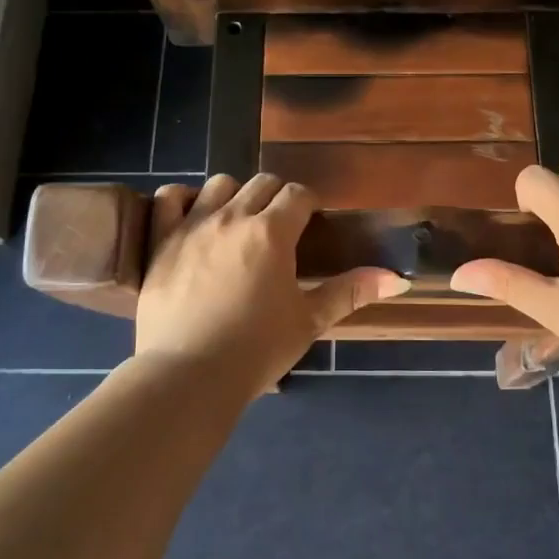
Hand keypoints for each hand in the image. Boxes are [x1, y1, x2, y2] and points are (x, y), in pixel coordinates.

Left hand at [135, 174, 408, 395]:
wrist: (189, 376)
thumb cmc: (256, 350)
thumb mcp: (309, 321)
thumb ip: (351, 291)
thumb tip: (398, 278)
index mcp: (272, 232)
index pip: (298, 193)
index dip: (308, 204)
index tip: (309, 223)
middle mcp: (233, 216)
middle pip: (262, 182)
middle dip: (276, 197)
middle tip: (279, 227)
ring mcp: (192, 225)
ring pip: (219, 184)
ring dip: (234, 195)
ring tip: (237, 222)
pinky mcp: (161, 240)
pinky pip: (168, 197)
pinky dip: (181, 199)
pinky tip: (191, 216)